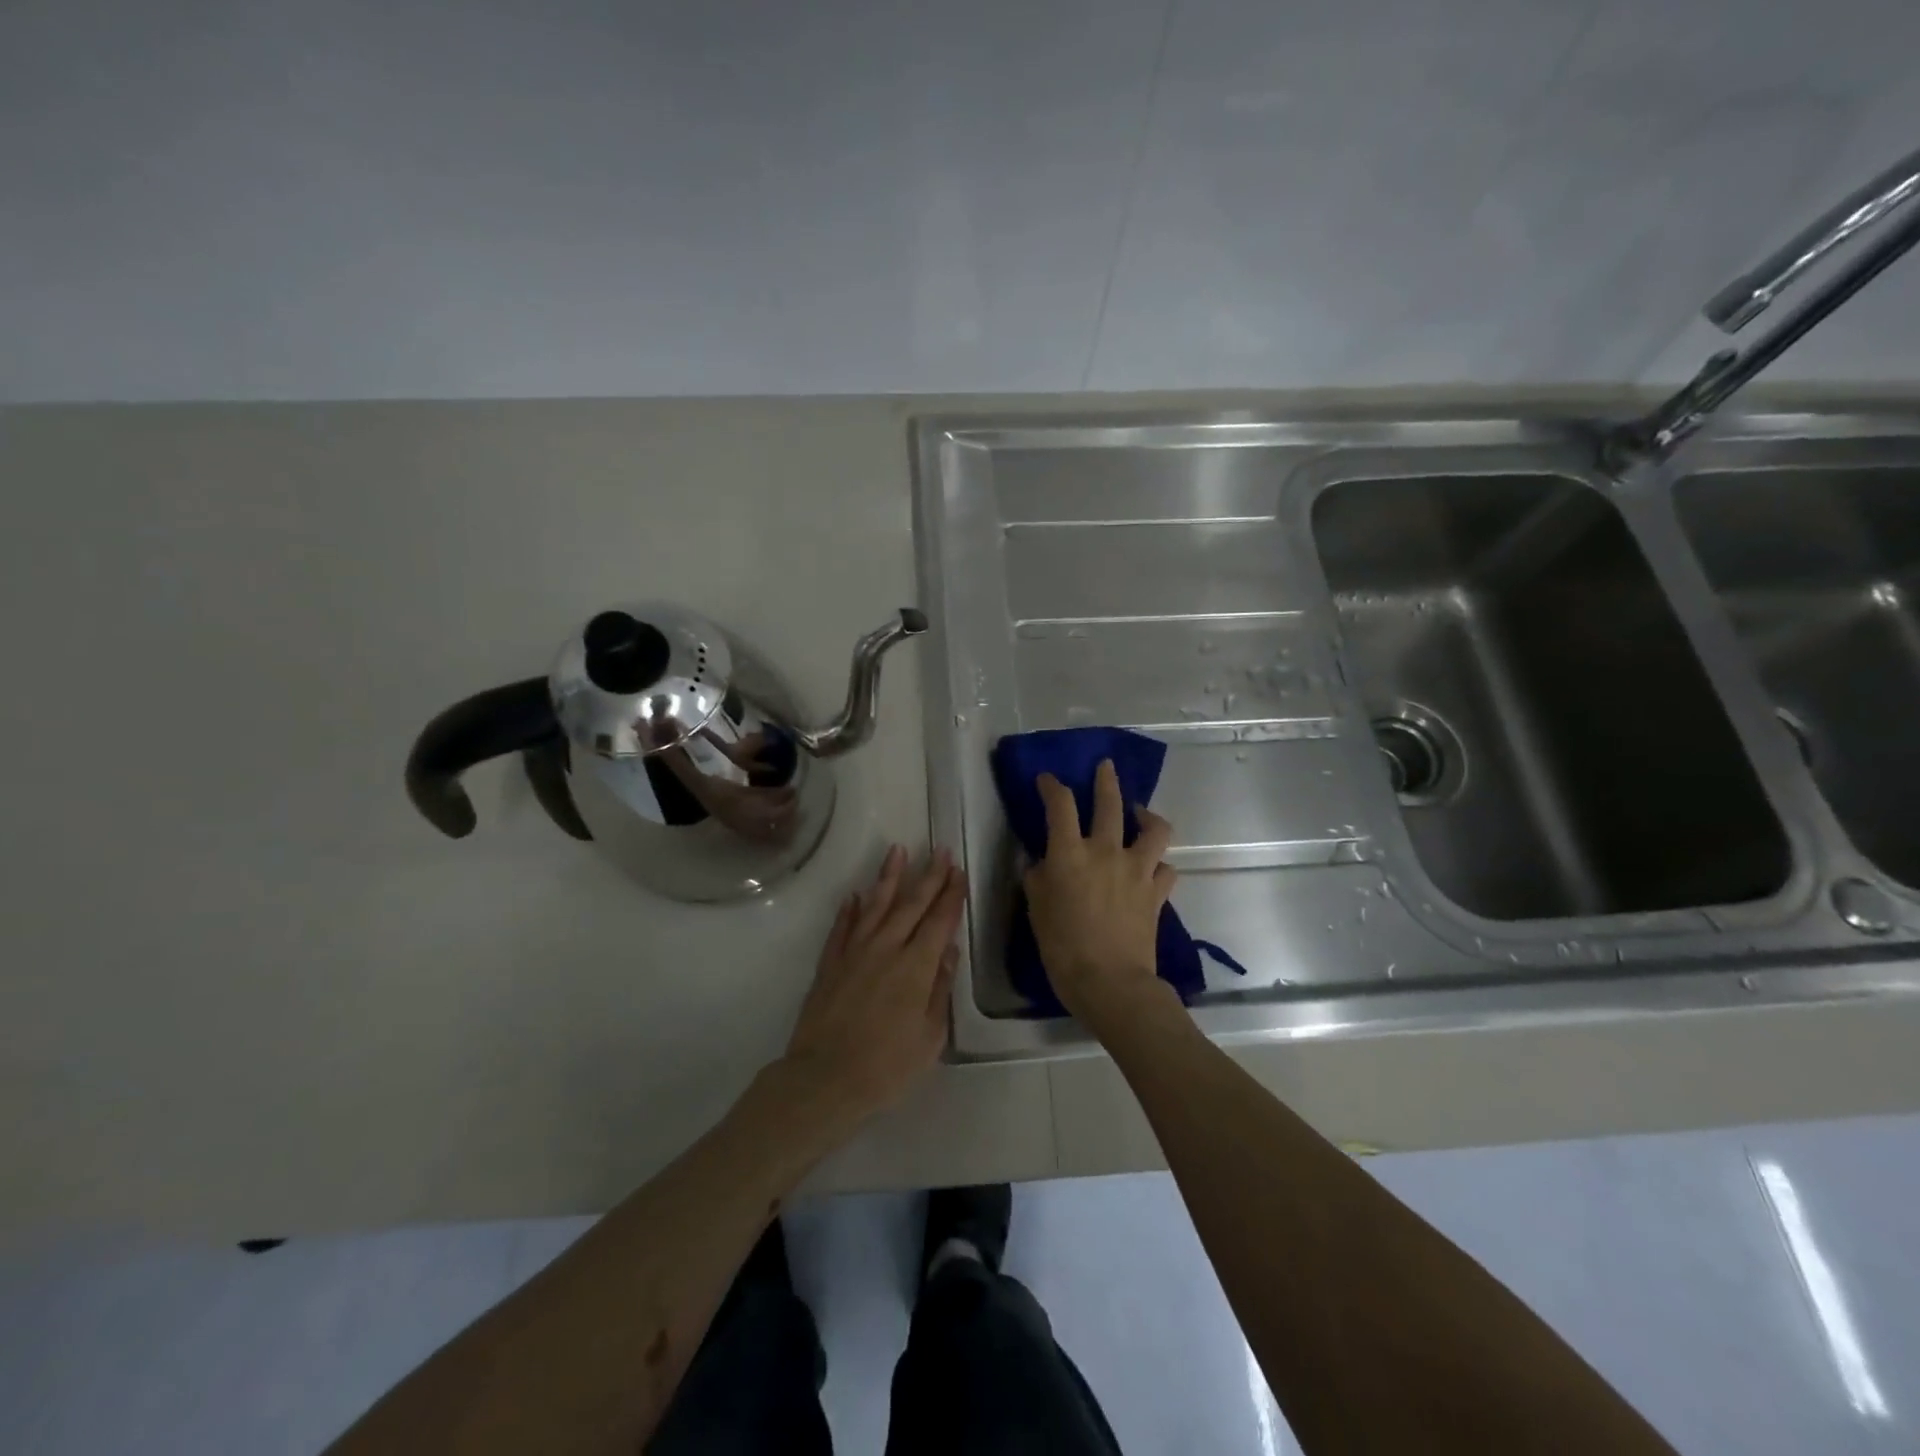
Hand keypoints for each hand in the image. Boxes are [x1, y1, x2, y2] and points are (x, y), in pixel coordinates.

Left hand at [782, 845, 966, 1121]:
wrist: (824, 1079)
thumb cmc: (887, 1067)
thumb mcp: (929, 1036)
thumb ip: (939, 990)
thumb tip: (947, 951)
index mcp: (916, 966)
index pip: (939, 920)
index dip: (951, 894)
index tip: (958, 871)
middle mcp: (886, 948)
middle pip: (911, 904)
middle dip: (928, 876)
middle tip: (939, 850)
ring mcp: (854, 952)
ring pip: (875, 905)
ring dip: (888, 877)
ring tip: (897, 851)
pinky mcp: (830, 963)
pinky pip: (842, 927)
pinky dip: (850, 909)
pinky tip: (855, 895)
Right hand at [1025, 760, 1178, 1027]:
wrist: (1110, 982)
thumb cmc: (1063, 947)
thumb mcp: (1037, 909)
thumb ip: (1037, 878)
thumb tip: (1039, 861)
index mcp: (1070, 853)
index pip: (1061, 805)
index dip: (1053, 786)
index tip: (1048, 780)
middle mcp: (1106, 851)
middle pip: (1110, 803)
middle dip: (1106, 780)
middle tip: (1106, 766)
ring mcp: (1137, 870)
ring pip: (1154, 828)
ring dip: (1147, 816)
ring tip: (1140, 815)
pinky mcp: (1157, 892)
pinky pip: (1166, 868)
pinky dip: (1159, 864)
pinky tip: (1151, 868)